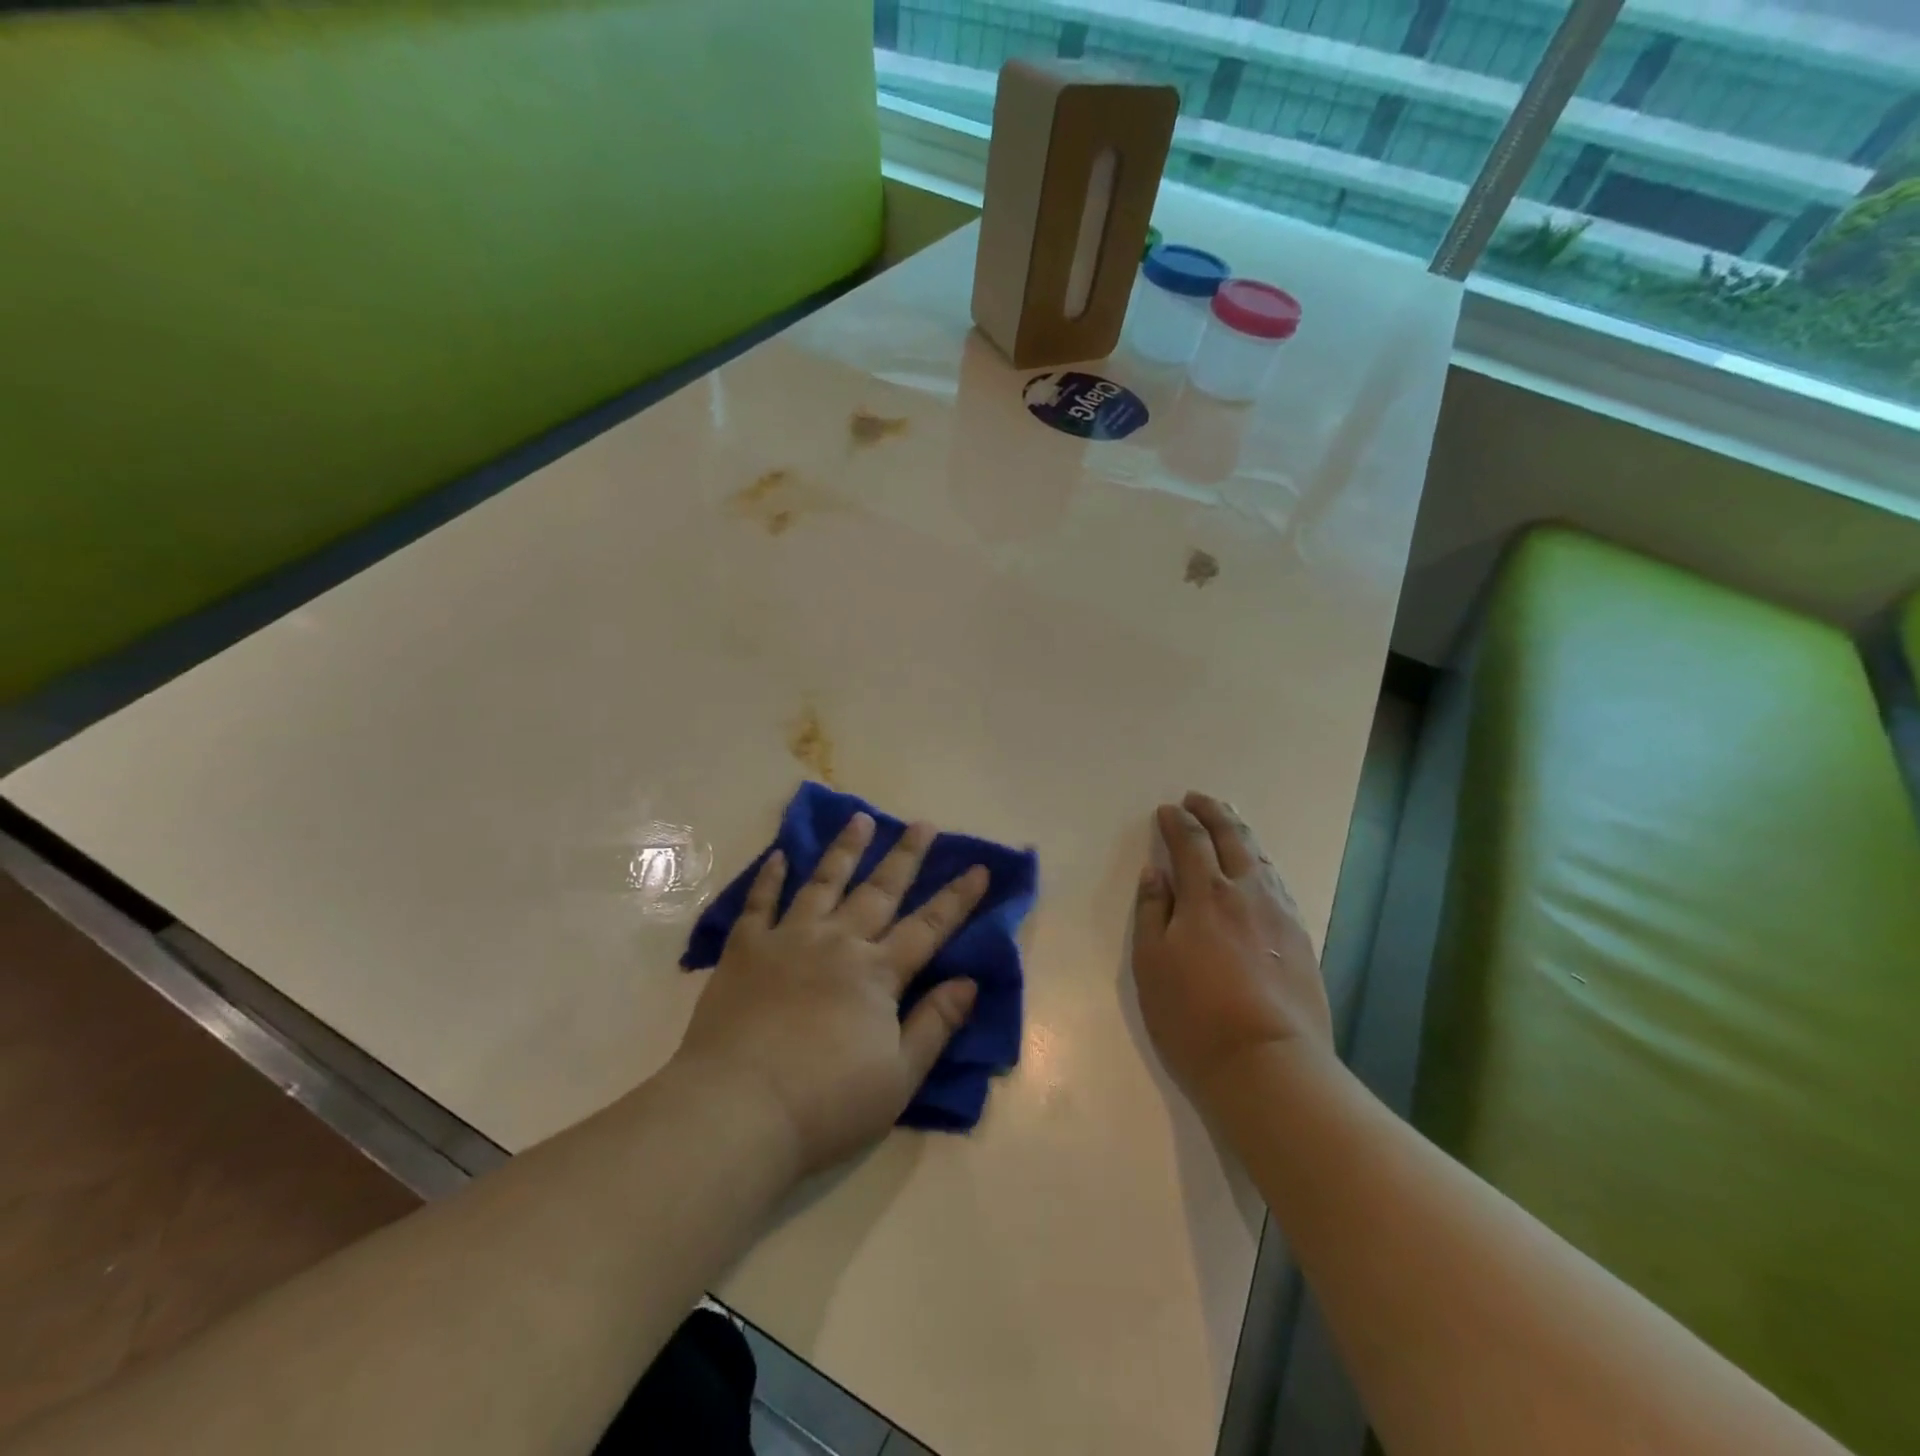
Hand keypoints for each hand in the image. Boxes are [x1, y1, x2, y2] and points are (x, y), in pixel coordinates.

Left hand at [672, 813, 988, 1177]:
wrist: (737, 1111)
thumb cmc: (826, 1104)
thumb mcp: (898, 1077)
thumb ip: (935, 1025)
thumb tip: (970, 982)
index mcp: (877, 973)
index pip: (928, 927)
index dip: (957, 898)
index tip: (979, 868)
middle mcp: (838, 942)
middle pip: (879, 891)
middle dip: (905, 856)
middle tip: (922, 824)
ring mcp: (788, 940)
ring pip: (823, 883)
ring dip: (845, 850)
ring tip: (860, 818)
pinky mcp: (745, 950)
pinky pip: (759, 903)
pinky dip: (770, 877)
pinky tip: (779, 855)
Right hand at [1133, 792, 1331, 1105]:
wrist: (1269, 1066)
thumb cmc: (1193, 1016)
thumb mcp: (1151, 964)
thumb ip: (1152, 912)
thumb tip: (1155, 873)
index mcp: (1206, 894)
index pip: (1190, 842)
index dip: (1176, 822)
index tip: (1166, 811)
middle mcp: (1247, 893)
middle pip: (1232, 839)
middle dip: (1213, 813)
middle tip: (1198, 799)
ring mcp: (1281, 915)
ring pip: (1261, 860)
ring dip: (1241, 836)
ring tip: (1230, 826)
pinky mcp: (1302, 940)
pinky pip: (1279, 885)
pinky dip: (1262, 866)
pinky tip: (1260, 873)